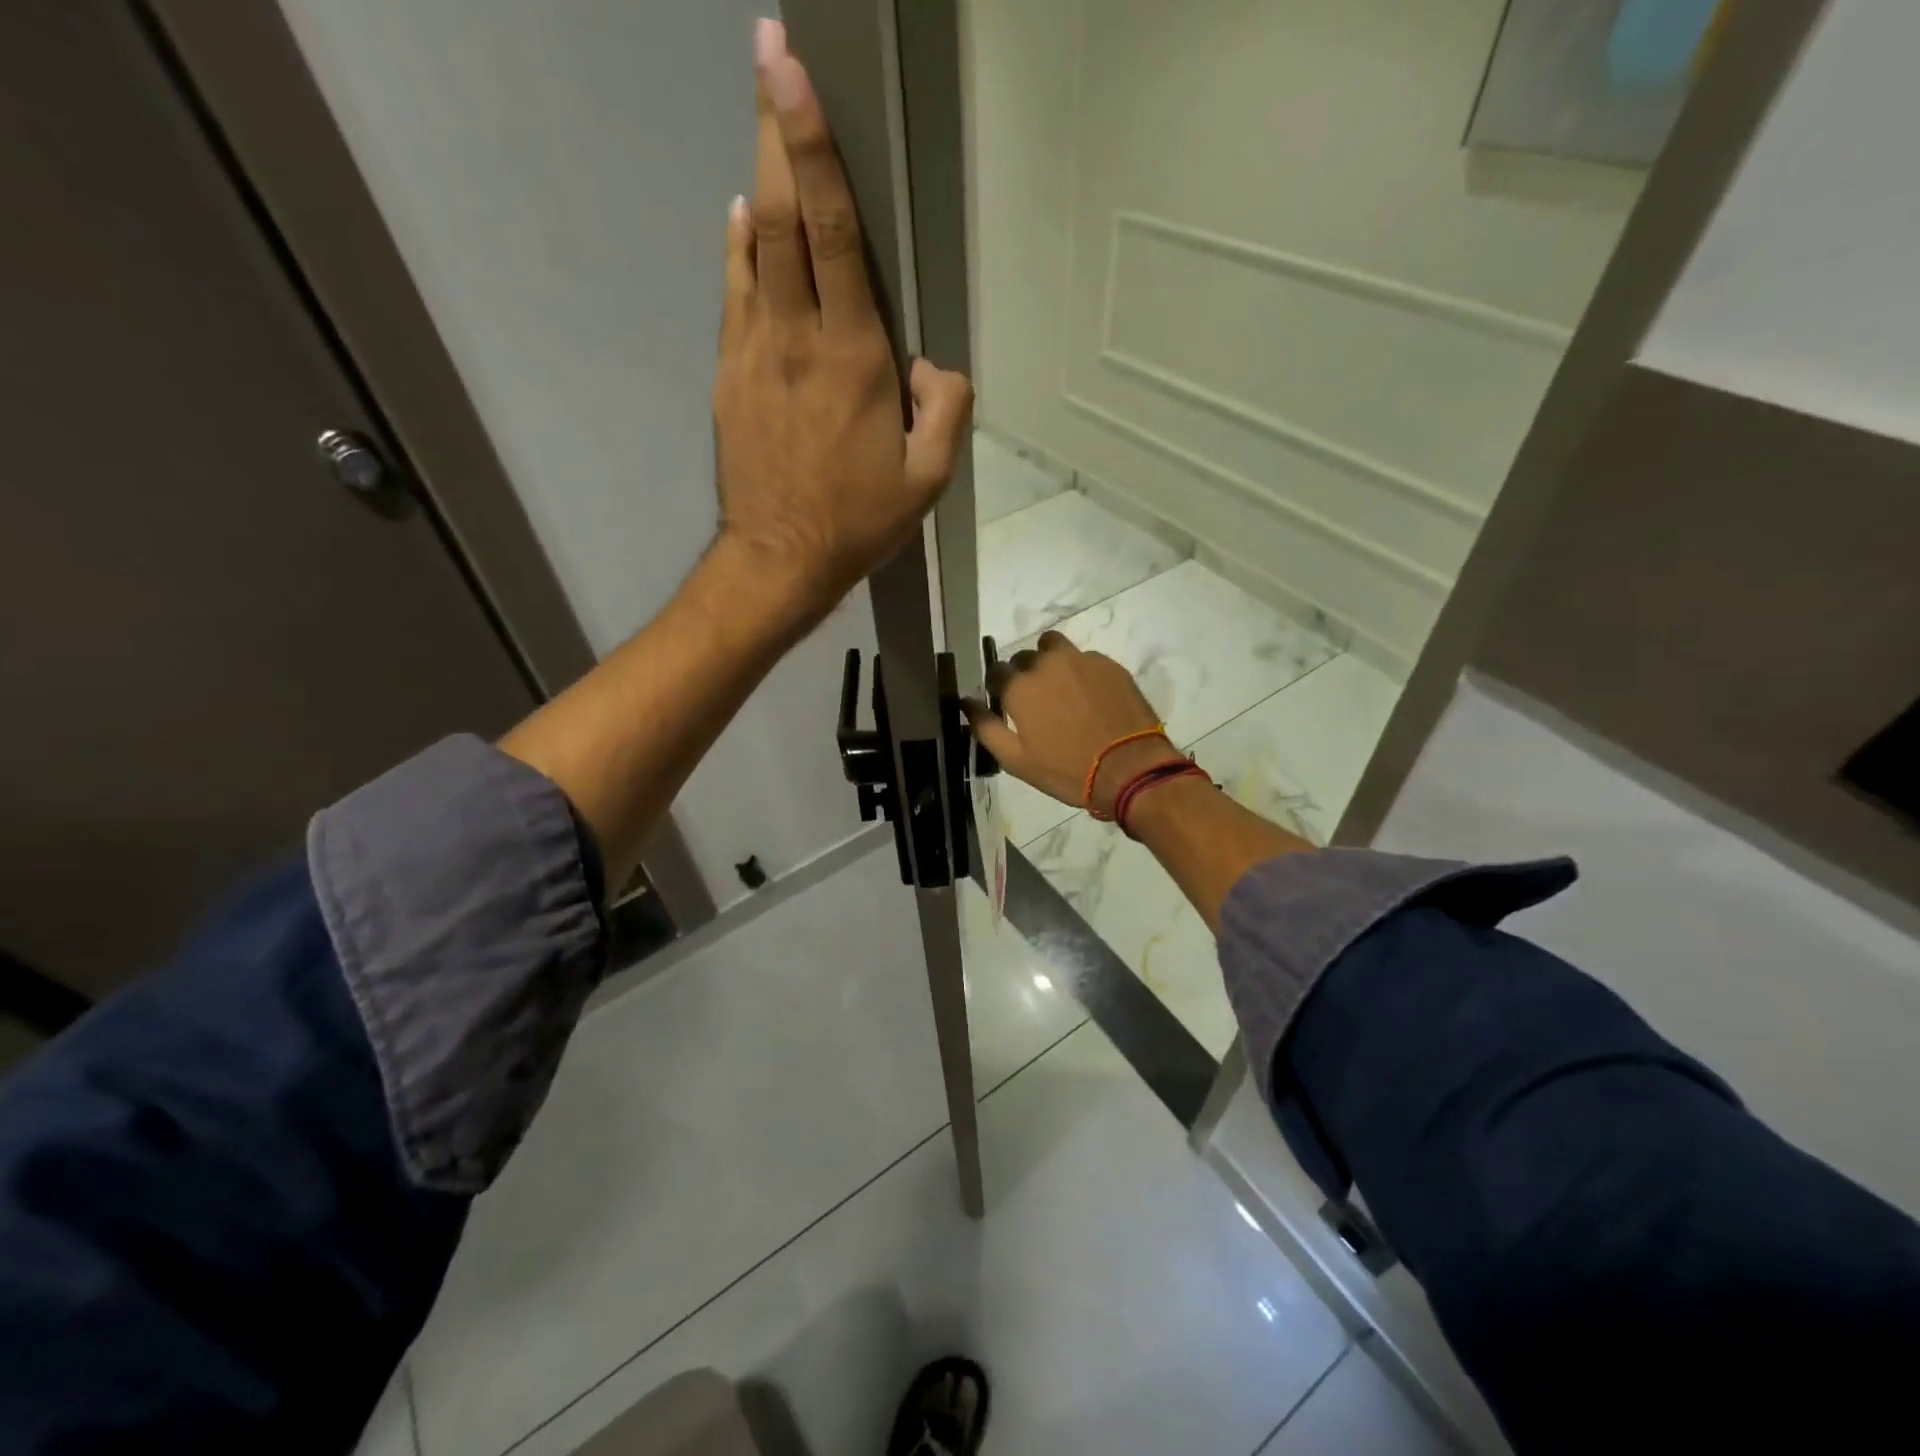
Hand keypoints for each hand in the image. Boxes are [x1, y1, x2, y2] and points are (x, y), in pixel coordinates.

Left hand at [712, 19, 973, 622]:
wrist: (778, 558)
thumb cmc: (858, 523)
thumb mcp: (929, 480)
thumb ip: (947, 410)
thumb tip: (932, 363)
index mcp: (853, 356)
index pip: (829, 230)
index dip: (813, 145)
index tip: (792, 70)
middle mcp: (796, 337)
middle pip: (779, 214)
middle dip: (775, 130)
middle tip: (769, 57)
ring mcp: (752, 352)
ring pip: (749, 245)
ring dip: (756, 178)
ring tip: (762, 128)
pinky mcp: (728, 374)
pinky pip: (733, 293)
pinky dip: (737, 248)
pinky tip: (742, 222)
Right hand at [965, 632, 1184, 817]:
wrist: (1130, 768)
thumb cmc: (1067, 770)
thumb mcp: (1016, 760)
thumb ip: (985, 727)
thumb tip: (966, 702)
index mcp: (1020, 687)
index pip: (996, 671)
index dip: (998, 687)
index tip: (1006, 704)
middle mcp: (1047, 664)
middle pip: (1024, 657)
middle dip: (1024, 674)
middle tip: (1037, 703)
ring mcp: (1081, 660)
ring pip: (1054, 646)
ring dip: (1049, 660)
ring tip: (1060, 688)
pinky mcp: (1109, 664)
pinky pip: (1084, 658)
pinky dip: (1080, 670)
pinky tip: (1090, 696)